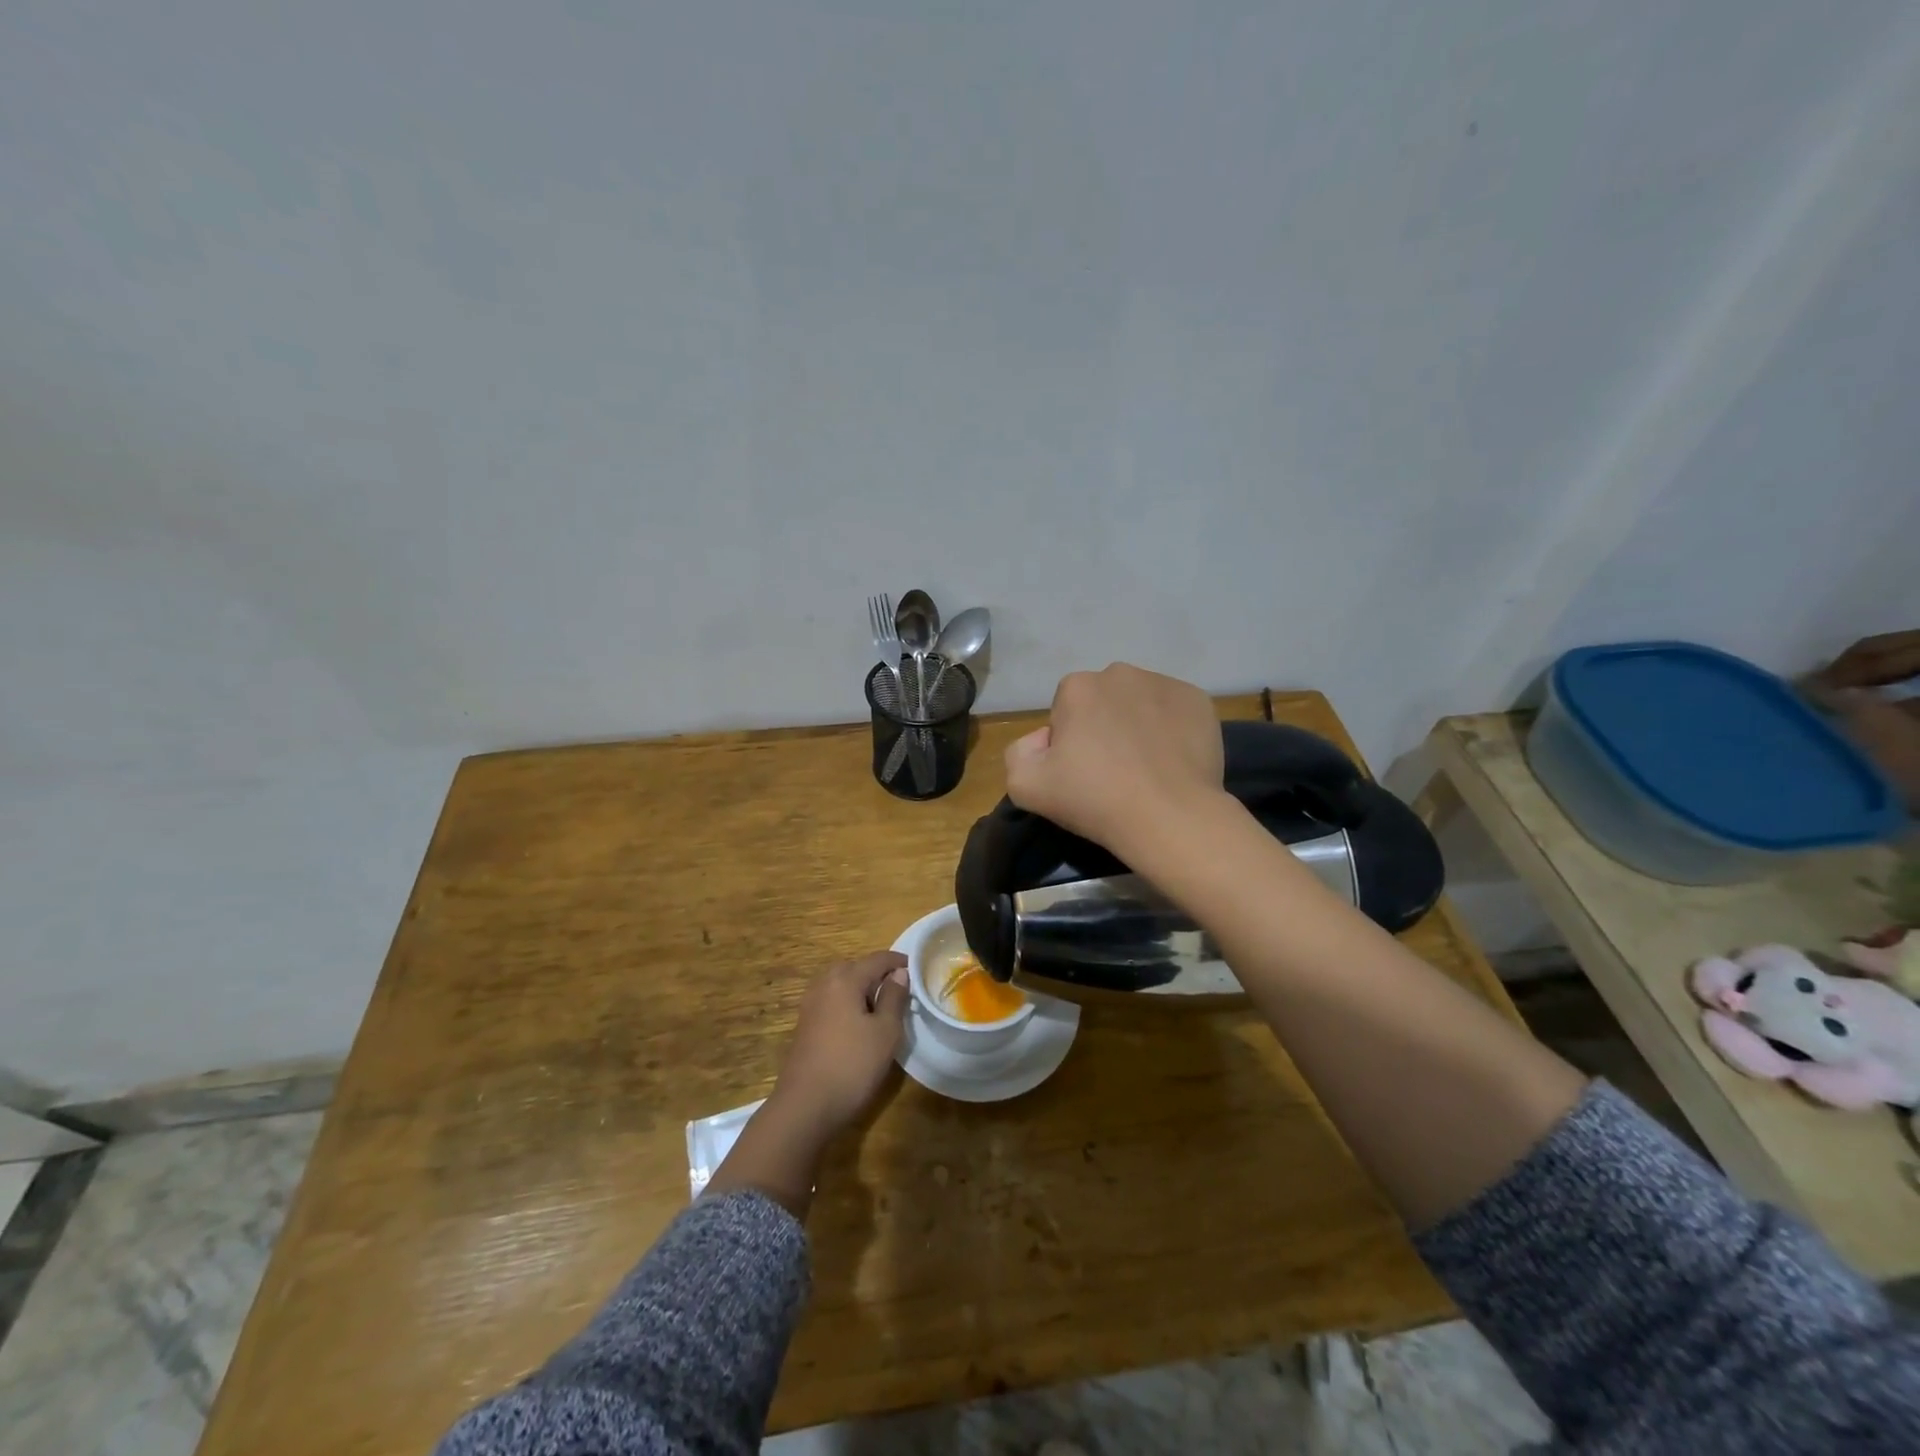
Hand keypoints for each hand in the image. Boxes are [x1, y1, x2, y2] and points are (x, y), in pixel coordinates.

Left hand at [770, 951, 910, 1138]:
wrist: (805, 1107)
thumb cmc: (852, 1065)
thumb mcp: (885, 1032)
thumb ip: (894, 997)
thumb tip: (899, 973)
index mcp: (845, 979)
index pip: (877, 959)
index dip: (898, 961)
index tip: (917, 969)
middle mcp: (824, 985)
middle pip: (855, 967)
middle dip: (878, 973)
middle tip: (900, 990)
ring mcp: (810, 1005)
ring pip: (841, 984)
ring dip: (861, 988)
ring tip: (881, 1008)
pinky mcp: (805, 1025)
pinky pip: (832, 1001)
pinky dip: (848, 1003)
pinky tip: (859, 1025)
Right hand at [1004, 664, 1225, 855]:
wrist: (1170, 818)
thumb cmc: (1094, 799)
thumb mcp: (1025, 786)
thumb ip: (1019, 752)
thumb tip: (1044, 739)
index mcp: (1077, 686)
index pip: (1064, 710)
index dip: (1069, 742)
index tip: (1081, 773)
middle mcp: (1120, 672)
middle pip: (1103, 701)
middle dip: (1103, 727)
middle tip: (1113, 771)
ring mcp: (1165, 683)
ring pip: (1140, 703)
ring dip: (1137, 725)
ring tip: (1145, 768)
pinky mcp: (1200, 701)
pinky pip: (1175, 712)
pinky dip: (1171, 730)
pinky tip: (1171, 762)